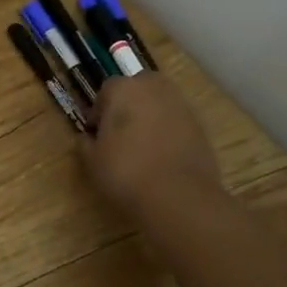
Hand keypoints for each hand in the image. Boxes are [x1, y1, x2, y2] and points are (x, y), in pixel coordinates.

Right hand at [80, 72, 223, 234]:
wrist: (179, 197)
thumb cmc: (125, 171)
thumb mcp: (92, 160)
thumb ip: (85, 143)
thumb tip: (87, 138)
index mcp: (123, 89)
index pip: (106, 91)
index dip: (99, 112)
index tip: (96, 134)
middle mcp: (154, 89)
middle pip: (138, 89)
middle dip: (129, 105)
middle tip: (121, 133)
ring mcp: (182, 106)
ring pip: (160, 104)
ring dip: (151, 117)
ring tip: (143, 147)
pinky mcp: (202, 127)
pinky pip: (178, 123)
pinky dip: (170, 133)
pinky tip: (163, 158)